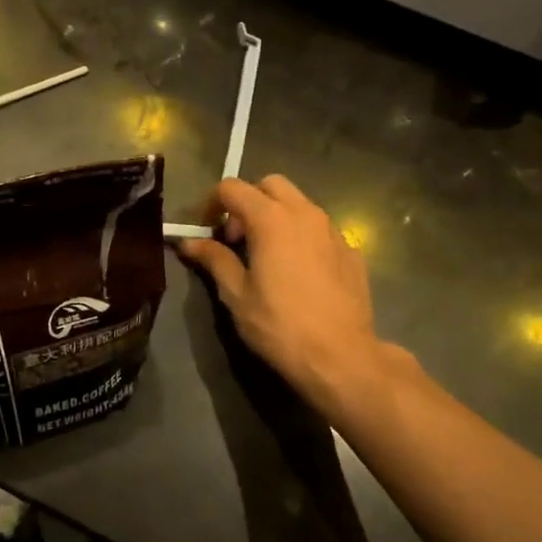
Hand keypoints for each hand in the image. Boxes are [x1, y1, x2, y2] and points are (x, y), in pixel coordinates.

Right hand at [177, 175, 388, 410]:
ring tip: (267, 254)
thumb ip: (214, 259)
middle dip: (248, 201)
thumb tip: (189, 242)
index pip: (232, 188)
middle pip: (271, 185)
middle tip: (237, 238)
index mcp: (272, 219)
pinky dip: (302, 236)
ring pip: (300, 204)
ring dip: (277, 216)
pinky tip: (298, 272)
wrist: (341, 356)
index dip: (212, 202)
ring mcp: (333, 231)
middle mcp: (305, 214)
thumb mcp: (236, 295)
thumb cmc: (280, 325)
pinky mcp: (352, 251)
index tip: (205, 228)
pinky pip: (320, 229)